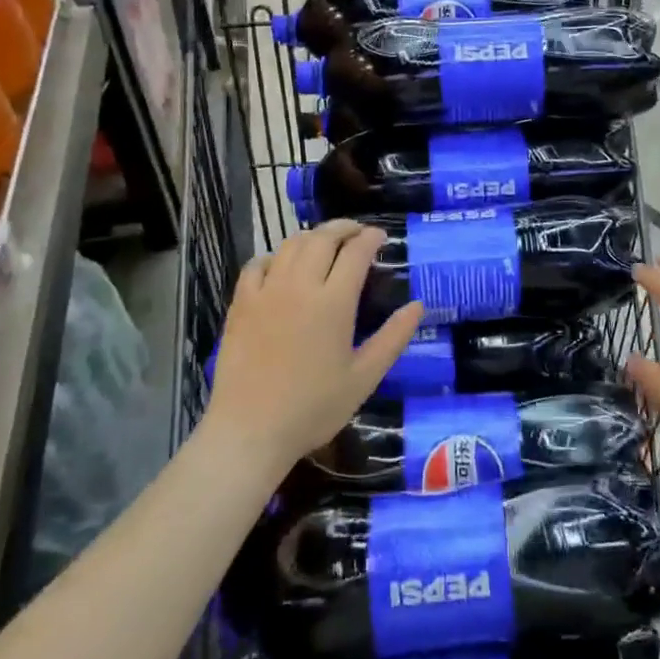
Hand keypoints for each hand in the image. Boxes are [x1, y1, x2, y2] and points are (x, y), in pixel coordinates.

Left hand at [206, 220, 423, 469]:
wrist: (250, 430)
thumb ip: (393, 338)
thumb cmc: (313, 408)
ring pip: (290, 245)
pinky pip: (257, 264)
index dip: (371, 238)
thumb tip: (418, 305)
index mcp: (334, 302)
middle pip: (322, 239)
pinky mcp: (241, 303)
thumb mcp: (364, 378)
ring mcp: (266, 291)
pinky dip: (274, 256)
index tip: (381, 236)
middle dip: (344, 228)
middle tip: (357, 232)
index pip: (356, 253)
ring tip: (324, 243)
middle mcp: (300, 286)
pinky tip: (281, 265)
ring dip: (312, 237)